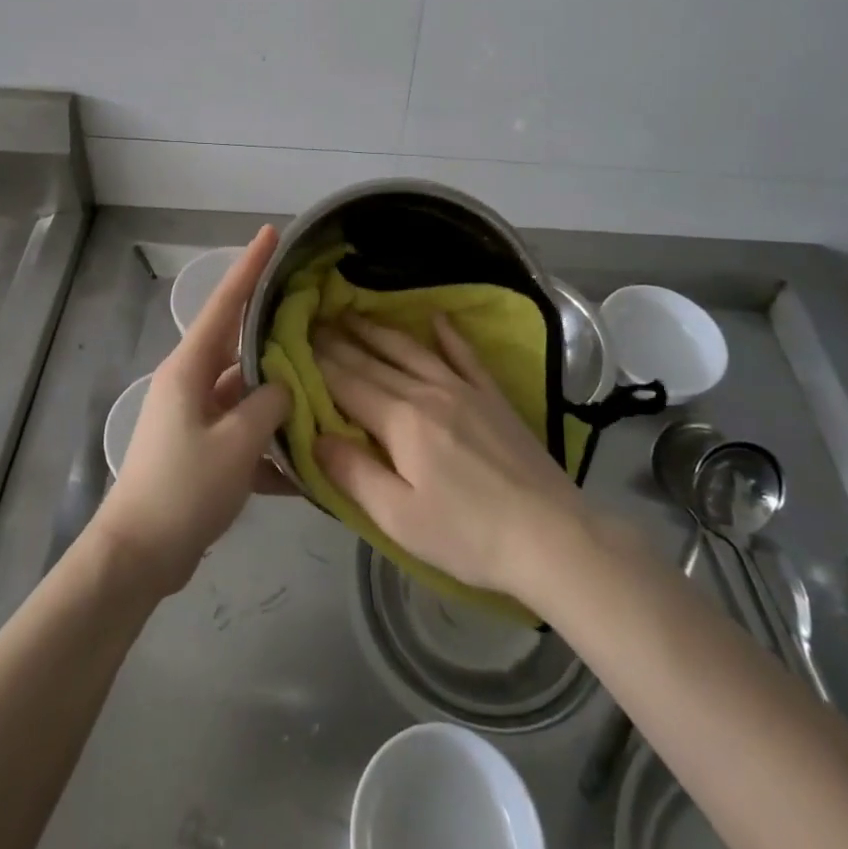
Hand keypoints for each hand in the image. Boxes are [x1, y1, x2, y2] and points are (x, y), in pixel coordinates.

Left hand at [89, 227, 291, 596]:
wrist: (137, 557)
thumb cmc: (183, 489)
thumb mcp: (237, 444)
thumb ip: (269, 405)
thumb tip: (286, 386)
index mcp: (190, 368)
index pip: (225, 303)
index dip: (249, 266)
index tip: (270, 233)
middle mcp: (191, 383)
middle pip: (241, 346)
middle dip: (276, 331)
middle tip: (316, 311)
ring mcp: (195, 417)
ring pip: (247, 394)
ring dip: (280, 399)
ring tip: (325, 391)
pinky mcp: (201, 450)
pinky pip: (243, 436)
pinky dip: (269, 449)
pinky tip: (305, 472)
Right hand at [312, 312, 586, 595]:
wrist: (551, 535)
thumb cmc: (467, 535)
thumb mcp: (399, 518)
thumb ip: (353, 473)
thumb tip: (315, 435)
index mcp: (401, 421)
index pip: (348, 384)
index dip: (320, 364)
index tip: (296, 341)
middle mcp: (428, 392)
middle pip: (375, 362)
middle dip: (341, 342)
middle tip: (315, 321)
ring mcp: (464, 389)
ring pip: (412, 350)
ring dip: (380, 330)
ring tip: (355, 313)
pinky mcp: (492, 397)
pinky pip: (464, 355)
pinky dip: (448, 335)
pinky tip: (436, 318)